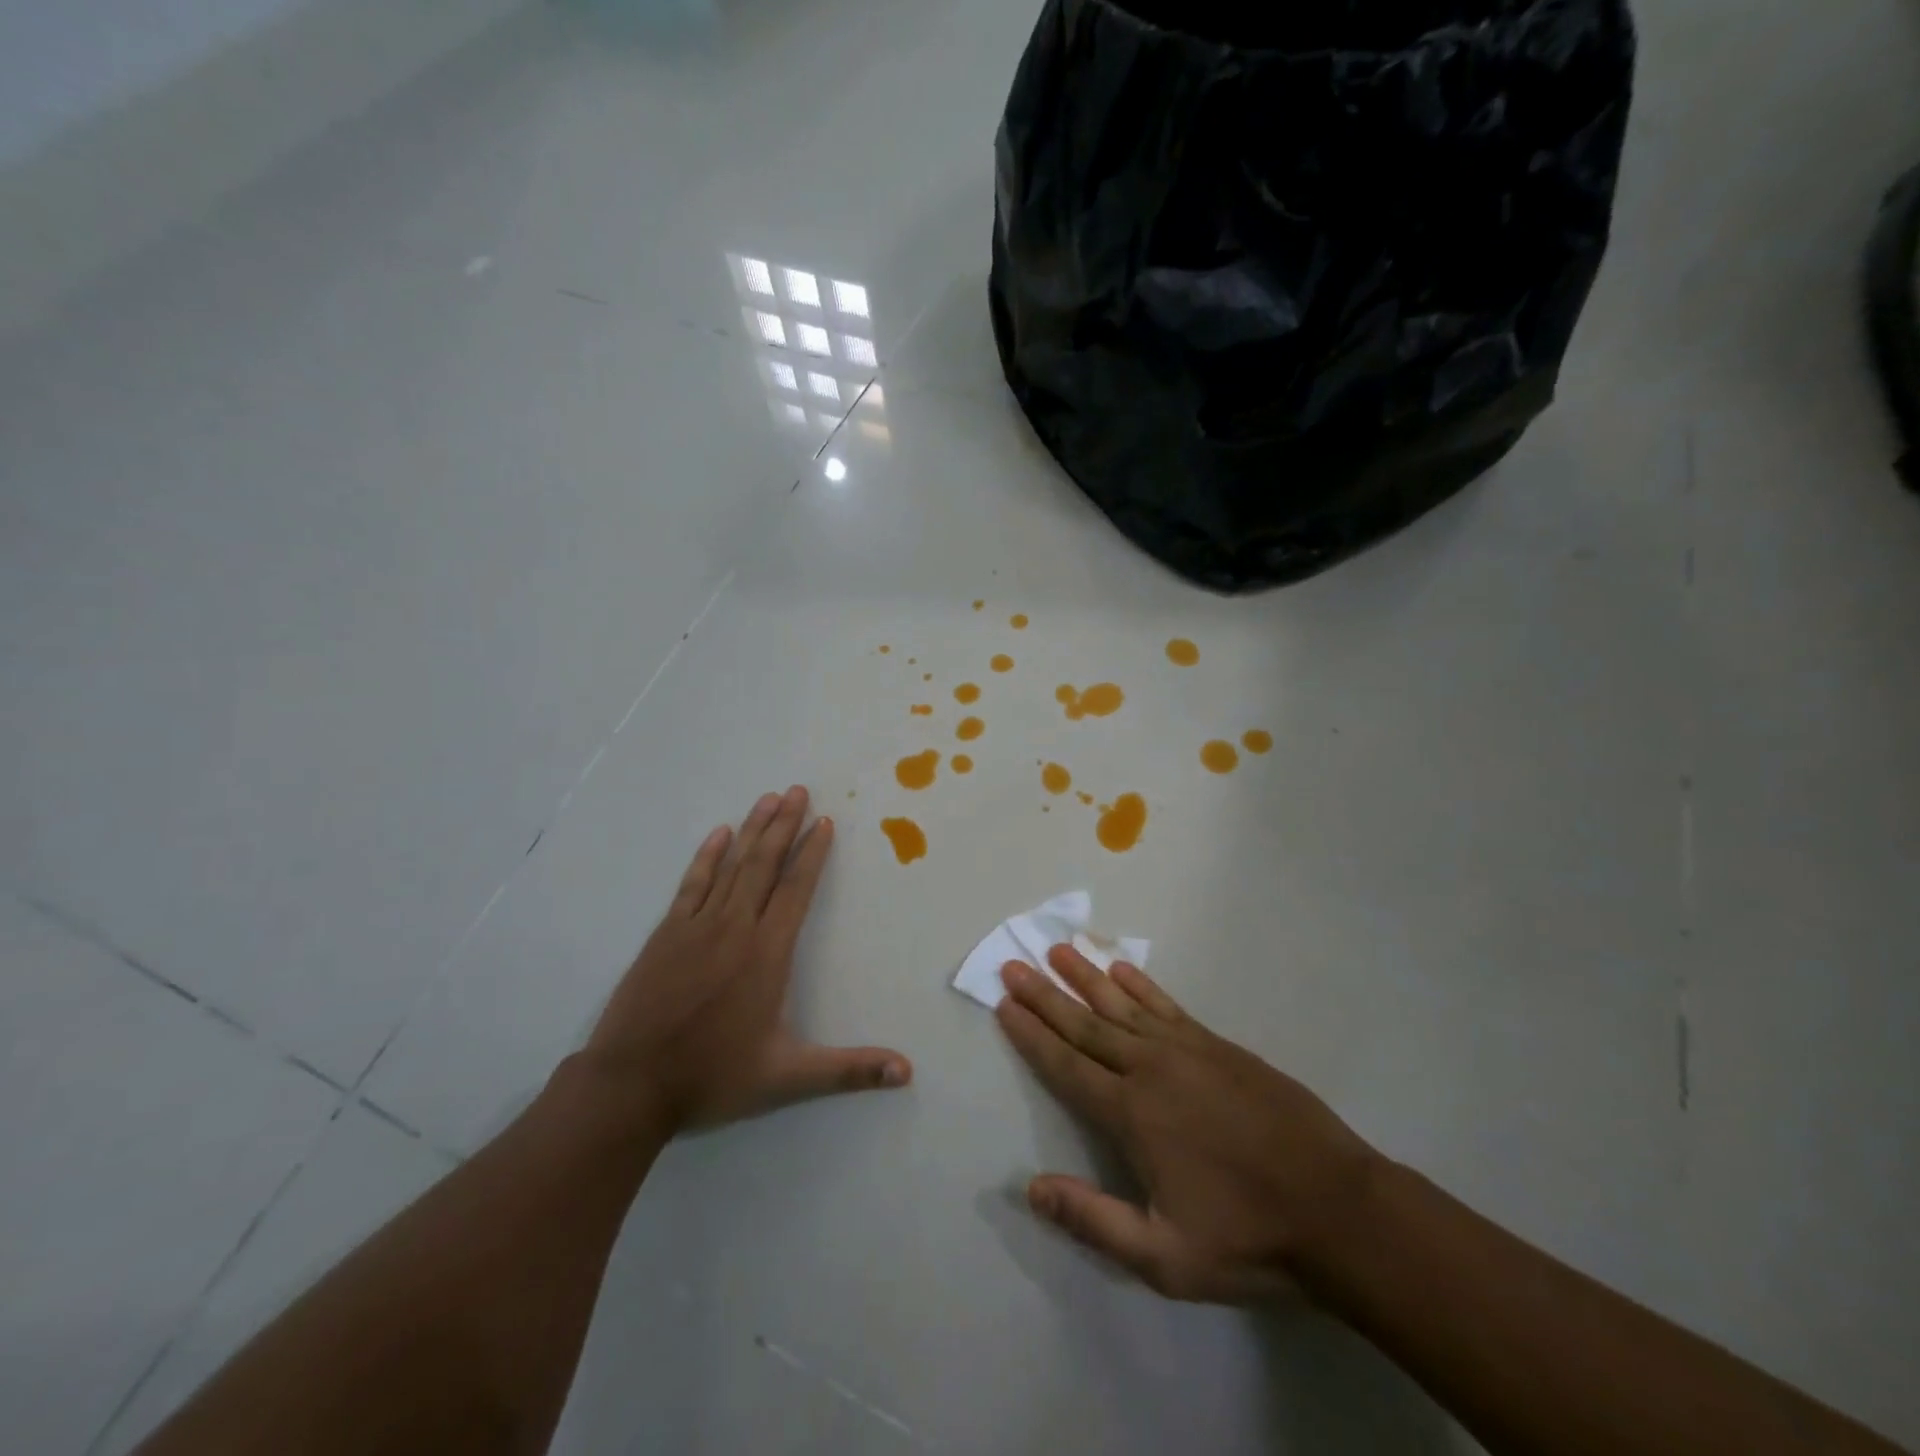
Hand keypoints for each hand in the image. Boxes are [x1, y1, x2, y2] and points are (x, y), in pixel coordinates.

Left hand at [581, 786, 911, 1133]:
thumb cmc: (712, 1077)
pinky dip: (707, 857)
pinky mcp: (665, 934)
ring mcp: (696, 927)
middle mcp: (735, 929)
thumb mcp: (787, 1078)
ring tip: (768, 798)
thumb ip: (849, 1070)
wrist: (629, 1085)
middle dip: (783, 825)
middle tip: (798, 790)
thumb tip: (907, 1072)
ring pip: (731, 867)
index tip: (824, 822)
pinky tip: (718, 834)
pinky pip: (692, 884)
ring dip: (752, 830)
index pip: (796, 890)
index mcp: (766, 954)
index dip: (812, 854)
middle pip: (764, 865)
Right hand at [996, 947, 1380, 1304]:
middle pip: (1085, 1024)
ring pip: (1122, 1005)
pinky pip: (1167, 1006)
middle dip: (1045, 994)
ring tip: (1058, 950)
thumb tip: (1030, 1188)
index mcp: (1131, 1114)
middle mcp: (1151, 1069)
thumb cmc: (1247, 1236)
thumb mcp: (1164, 1257)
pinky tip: (1120, 969)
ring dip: (1085, 977)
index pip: (1066, 1065)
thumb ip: (1092, 1219)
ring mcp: (1187, 1050)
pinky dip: (1140, 985)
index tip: (1005, 1003)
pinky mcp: (1218, 1045)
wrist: (1337, 1208)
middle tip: (1014, 964)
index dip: (1031, 1034)